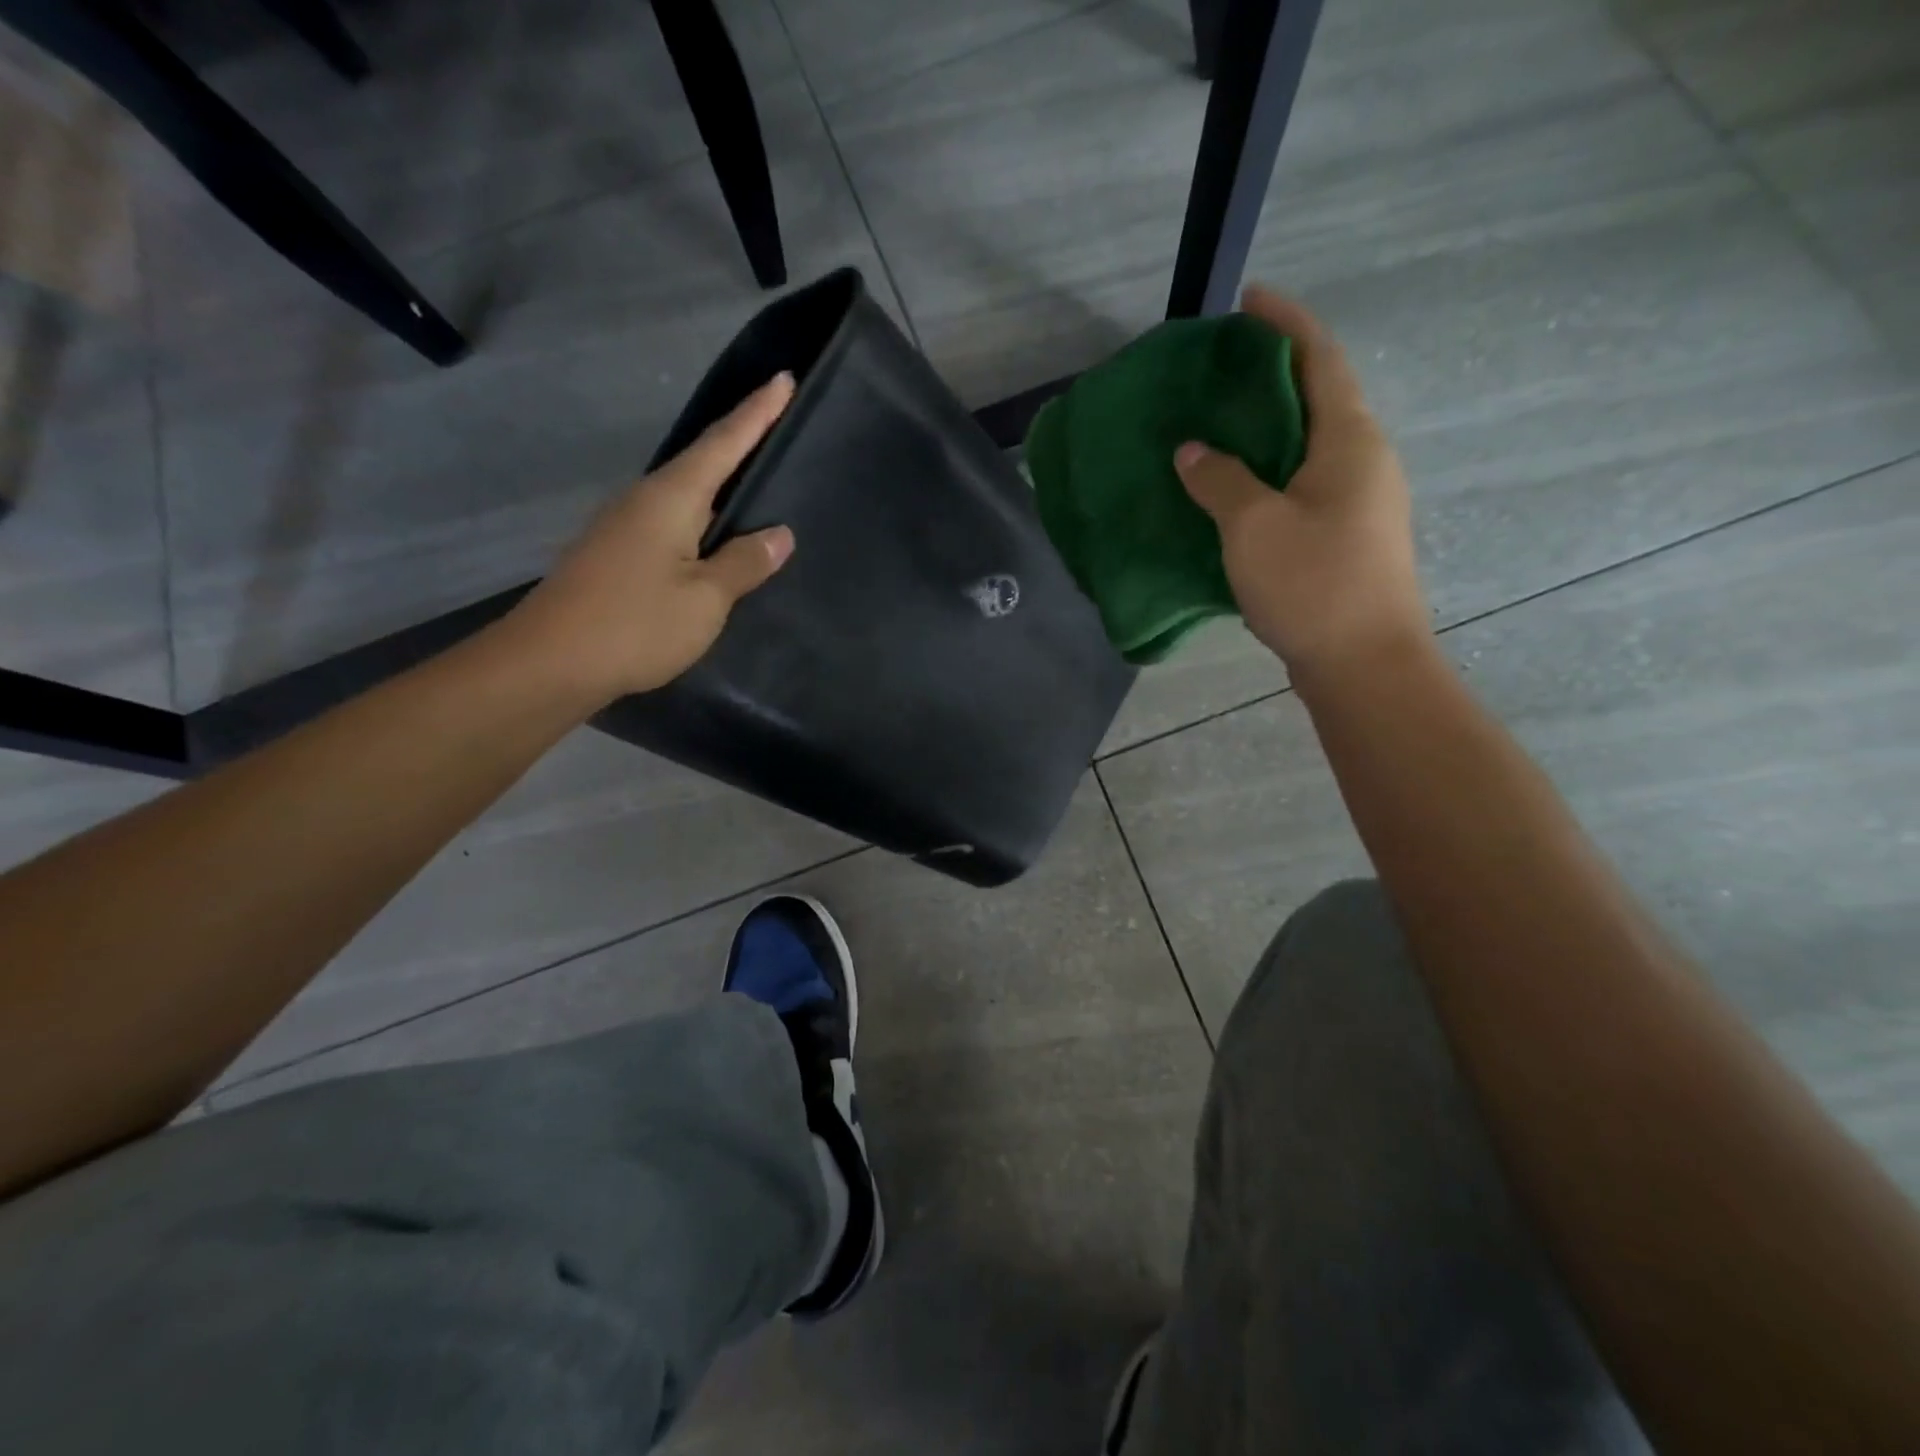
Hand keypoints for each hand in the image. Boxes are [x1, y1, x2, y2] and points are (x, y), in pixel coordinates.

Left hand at [505, 373, 796, 704]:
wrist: (549, 663)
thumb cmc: (636, 624)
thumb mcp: (705, 599)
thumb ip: (743, 564)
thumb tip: (778, 535)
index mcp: (671, 498)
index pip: (724, 443)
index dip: (757, 413)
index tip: (783, 378)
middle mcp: (644, 501)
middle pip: (702, 463)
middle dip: (740, 442)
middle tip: (777, 426)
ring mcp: (625, 527)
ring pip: (686, 497)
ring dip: (720, 487)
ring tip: (756, 484)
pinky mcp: (616, 555)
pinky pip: (672, 525)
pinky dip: (701, 522)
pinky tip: (715, 540)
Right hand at [1175, 285, 1431, 685]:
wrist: (1363, 664)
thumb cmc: (1313, 584)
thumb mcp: (1253, 525)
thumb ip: (1219, 479)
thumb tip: (1192, 449)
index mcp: (1348, 439)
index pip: (1318, 358)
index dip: (1284, 323)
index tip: (1248, 300)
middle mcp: (1363, 459)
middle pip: (1315, 398)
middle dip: (1269, 376)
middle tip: (1216, 371)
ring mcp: (1359, 500)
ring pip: (1307, 445)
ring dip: (1265, 429)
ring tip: (1215, 426)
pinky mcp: (1345, 536)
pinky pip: (1302, 484)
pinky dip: (1267, 472)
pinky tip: (1231, 488)